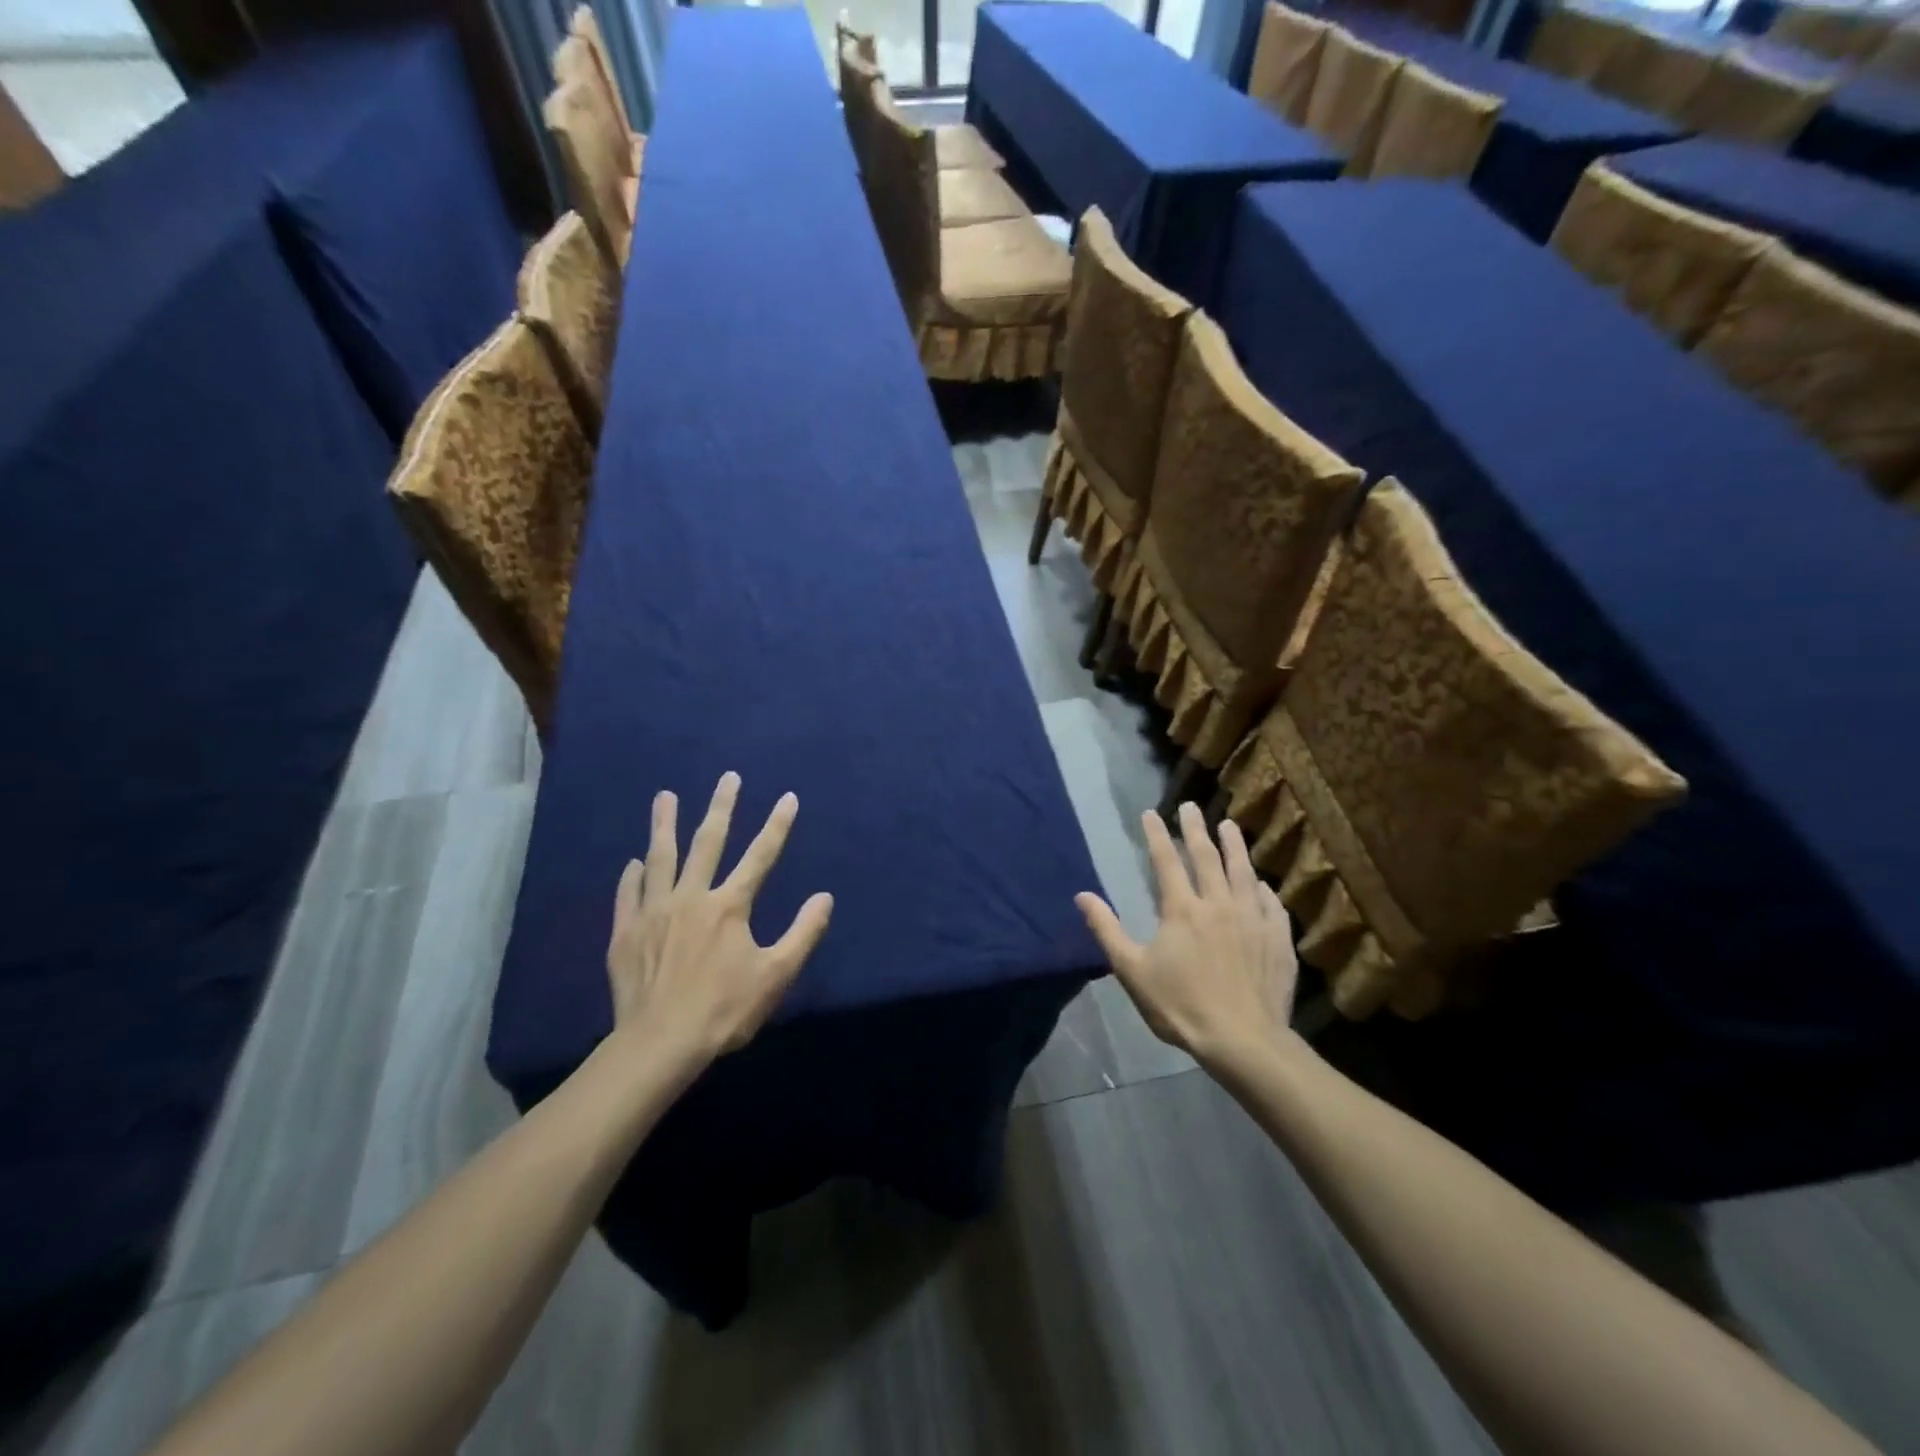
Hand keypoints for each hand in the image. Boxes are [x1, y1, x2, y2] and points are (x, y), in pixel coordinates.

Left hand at [606, 773, 832, 1070]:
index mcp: (729, 906)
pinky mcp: (626, 933)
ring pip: (660, 858)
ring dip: (664, 824)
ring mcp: (654, 912)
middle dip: (722, 807)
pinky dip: (632, 876)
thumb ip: (803, 933)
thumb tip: (825, 898)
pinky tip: (633, 863)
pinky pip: (628, 894)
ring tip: (664, 796)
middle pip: (707, 842)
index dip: (777, 825)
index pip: (760, 856)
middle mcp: (691, 897)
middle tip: (728, 777)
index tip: (788, 797)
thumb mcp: (776, 974)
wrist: (659, 1044)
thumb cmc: (724, 1009)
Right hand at [1075, 802, 1298, 1071]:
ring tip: (1229, 825)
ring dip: (1234, 846)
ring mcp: (1253, 919)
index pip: (1166, 860)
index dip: (1157, 834)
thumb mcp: (1132, 970)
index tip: (1150, 813)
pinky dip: (1262, 888)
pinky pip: (1270, 904)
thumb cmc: (1181, 1006)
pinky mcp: (1277, 939)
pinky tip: (1260, 884)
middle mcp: (1219, 904)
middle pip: (1207, 856)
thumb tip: (1082, 895)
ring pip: (1243, 872)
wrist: (1243, 1040)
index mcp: (1182, 909)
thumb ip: (1107, 929)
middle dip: (1196, 828)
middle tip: (1191, 807)